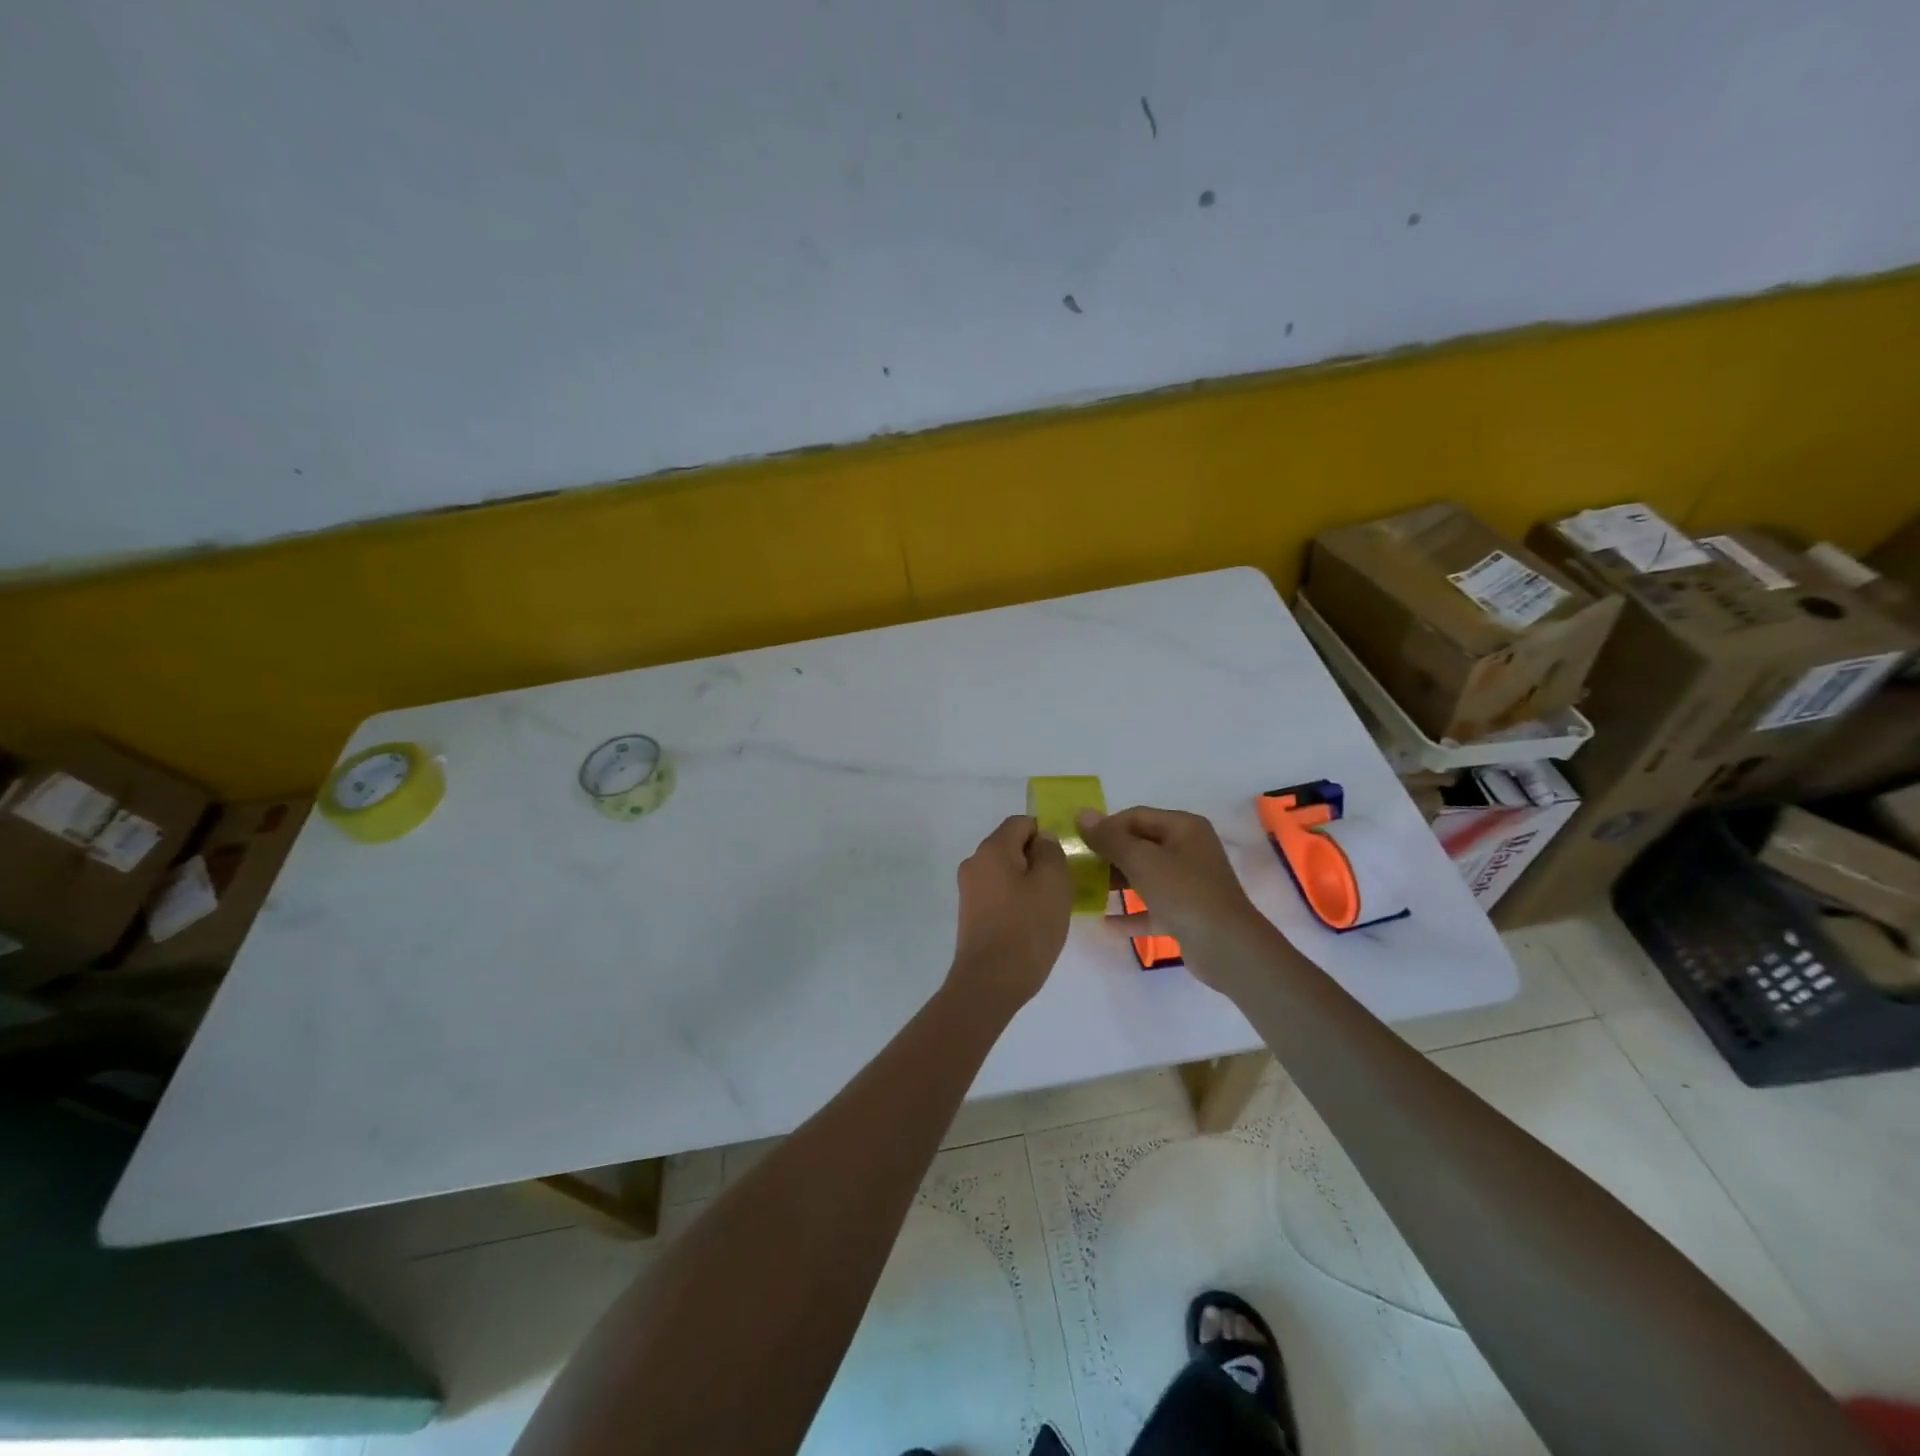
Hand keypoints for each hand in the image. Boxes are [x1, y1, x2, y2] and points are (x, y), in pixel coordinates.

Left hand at [947, 815, 1071, 1011]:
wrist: (990, 982)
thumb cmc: (1027, 928)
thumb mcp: (1053, 883)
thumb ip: (1051, 852)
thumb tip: (1043, 840)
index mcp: (992, 849)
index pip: (1022, 823)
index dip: (1047, 834)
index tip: (1067, 859)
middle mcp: (975, 862)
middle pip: (1012, 846)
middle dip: (1039, 859)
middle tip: (1064, 884)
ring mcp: (969, 889)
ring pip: (1006, 871)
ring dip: (1029, 882)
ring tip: (1051, 907)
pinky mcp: (971, 913)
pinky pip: (999, 893)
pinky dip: (1017, 900)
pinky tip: (1033, 922)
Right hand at [1076, 806, 1273, 990]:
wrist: (1227, 948)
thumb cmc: (1183, 893)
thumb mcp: (1141, 860)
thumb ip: (1110, 838)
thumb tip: (1082, 814)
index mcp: (1183, 827)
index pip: (1136, 816)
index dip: (1106, 826)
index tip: (1079, 843)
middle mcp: (1189, 849)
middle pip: (1140, 845)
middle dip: (1109, 855)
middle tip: (1078, 868)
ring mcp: (1190, 883)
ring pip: (1145, 876)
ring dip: (1117, 883)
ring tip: (1085, 892)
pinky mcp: (1187, 913)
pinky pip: (1153, 908)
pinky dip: (1132, 913)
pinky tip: (1106, 924)